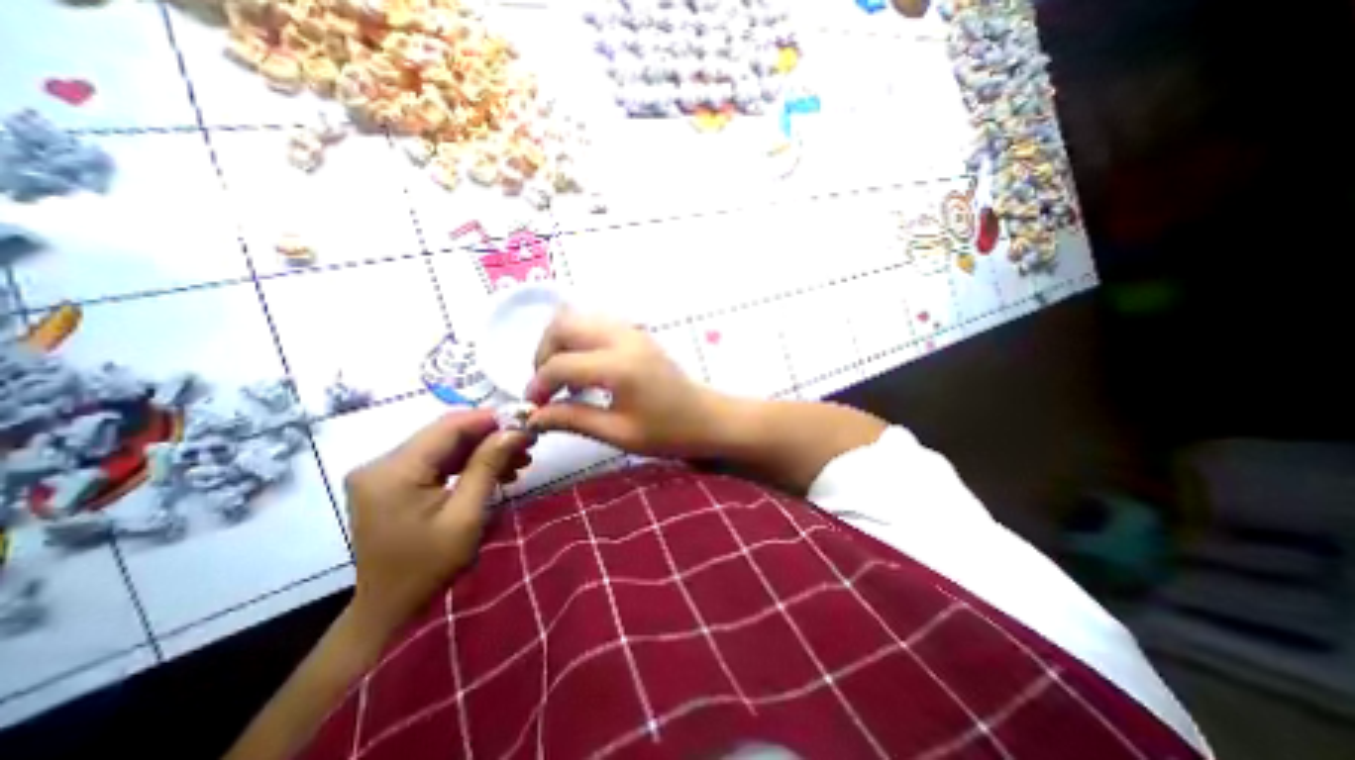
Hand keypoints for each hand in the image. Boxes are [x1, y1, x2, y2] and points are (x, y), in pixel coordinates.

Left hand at [342, 409, 531, 641]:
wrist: (389, 609)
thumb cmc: (429, 567)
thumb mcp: (466, 516)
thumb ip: (488, 466)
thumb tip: (515, 430)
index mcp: (394, 472)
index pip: (448, 427)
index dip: (490, 420)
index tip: (525, 423)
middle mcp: (381, 463)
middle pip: (446, 433)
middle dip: (490, 435)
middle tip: (527, 444)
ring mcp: (384, 472)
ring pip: (445, 445)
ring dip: (482, 449)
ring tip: (518, 460)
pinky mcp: (392, 482)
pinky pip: (437, 460)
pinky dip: (468, 462)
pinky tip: (495, 471)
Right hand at [522, 309, 723, 456]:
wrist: (707, 418)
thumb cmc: (668, 432)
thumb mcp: (618, 433)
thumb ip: (573, 419)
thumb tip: (534, 416)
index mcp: (618, 366)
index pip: (560, 364)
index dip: (538, 385)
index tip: (534, 406)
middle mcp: (622, 338)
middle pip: (563, 325)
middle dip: (544, 352)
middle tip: (547, 385)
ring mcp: (632, 331)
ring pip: (579, 318)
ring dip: (561, 343)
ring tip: (566, 378)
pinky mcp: (638, 334)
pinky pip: (596, 324)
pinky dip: (580, 341)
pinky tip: (587, 369)